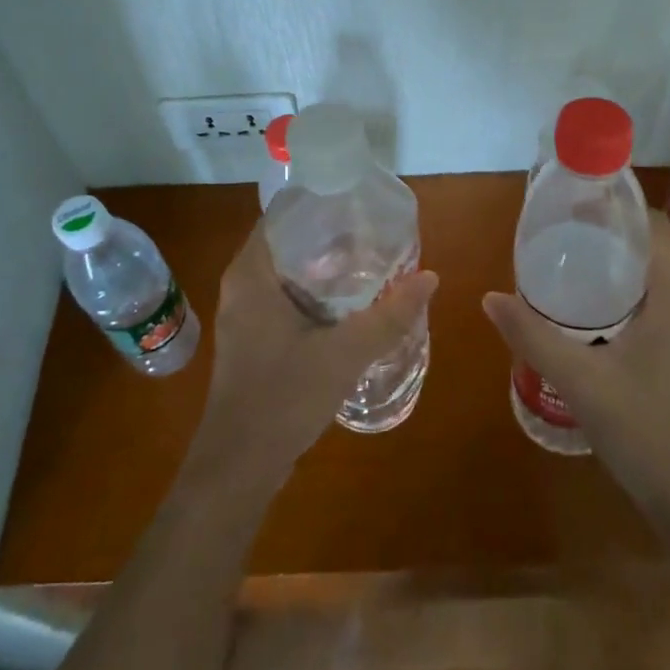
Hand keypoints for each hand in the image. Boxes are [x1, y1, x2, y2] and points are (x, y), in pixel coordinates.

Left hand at [187, 224, 437, 494]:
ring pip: (287, 272)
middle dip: (330, 235)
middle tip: (374, 231)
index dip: (319, 203)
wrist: (239, 467)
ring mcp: (244, 313)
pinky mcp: (252, 338)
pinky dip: (315, 292)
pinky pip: (285, 297)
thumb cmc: (283, 398)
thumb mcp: (344, 354)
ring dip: (324, 266)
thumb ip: (389, 316)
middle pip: (288, 242)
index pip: (282, 215)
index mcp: (252, 274)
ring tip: (369, 259)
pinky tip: (348, 303)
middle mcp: (242, 285)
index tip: (358, 201)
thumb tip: (430, 277)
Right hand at [483, 208, 669, 518]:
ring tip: (563, 263)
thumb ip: (533, 336)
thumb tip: (490, 297)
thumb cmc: (643, 430)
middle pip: (648, 249)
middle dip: (606, 234)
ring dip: (611, 265)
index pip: (654, 228)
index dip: (620, 208)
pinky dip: (616, 294)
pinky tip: (581, 312)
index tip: (577, 203)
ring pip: (647, 279)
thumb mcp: (580, 380)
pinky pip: (646, 305)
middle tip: (558, 232)